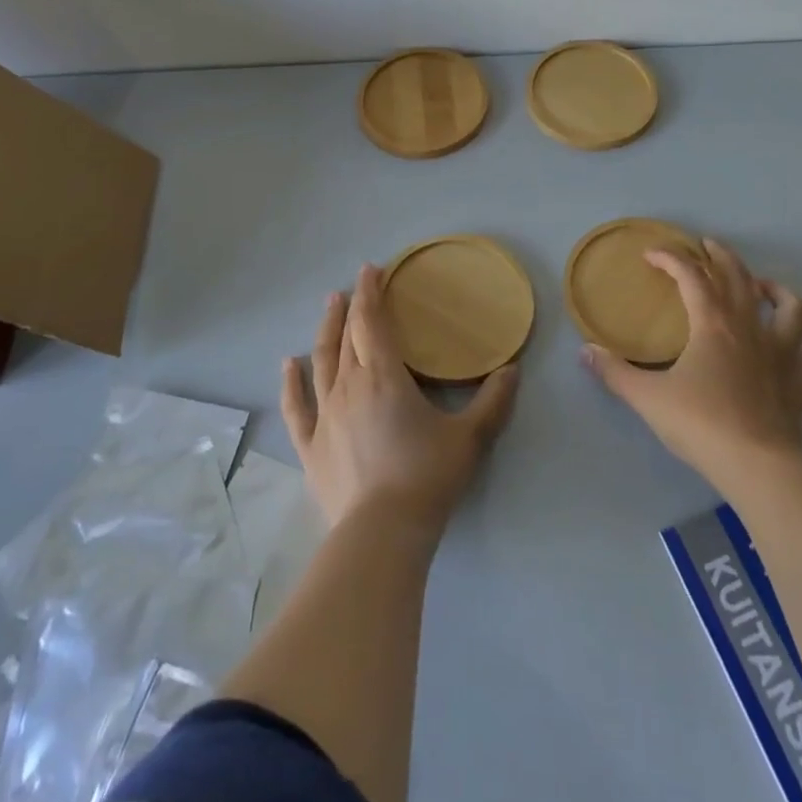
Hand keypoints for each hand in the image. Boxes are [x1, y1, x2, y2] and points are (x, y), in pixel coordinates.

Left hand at [282, 264, 519, 539]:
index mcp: (384, 377)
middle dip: (351, 307)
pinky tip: (288, 364)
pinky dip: (292, 382)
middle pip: (347, 336)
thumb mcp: (471, 438)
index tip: (371, 269)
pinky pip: (298, 406)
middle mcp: (349, 386)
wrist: (383, 532)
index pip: (373, 321)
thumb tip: (513, 369)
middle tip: (354, 286)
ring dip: (325, 331)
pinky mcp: (311, 446)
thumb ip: (493, 401)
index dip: (371, 292)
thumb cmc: (427, 476)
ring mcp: (325, 415)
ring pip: (322, 362)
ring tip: (328, 307)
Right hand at [580, 237, 801, 492]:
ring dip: (776, 290)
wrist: (756, 466)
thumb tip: (585, 352)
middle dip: (722, 257)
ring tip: (764, 286)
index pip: (691, 278)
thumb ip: (615, 373)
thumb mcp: (647, 398)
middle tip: (708, 246)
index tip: (652, 254)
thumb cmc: (700, 425)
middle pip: (739, 280)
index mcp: (711, 326)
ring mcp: (780, 355)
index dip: (671, 259)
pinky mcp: (800, 384)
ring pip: (789, 308)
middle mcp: (748, 330)